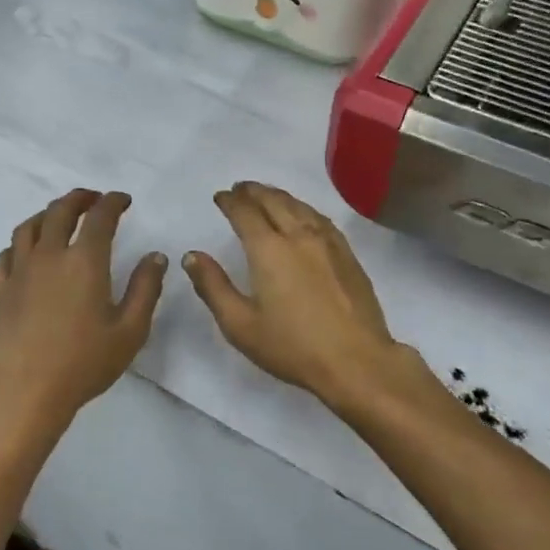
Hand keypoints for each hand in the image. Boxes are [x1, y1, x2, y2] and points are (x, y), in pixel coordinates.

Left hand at [0, 189, 167, 434]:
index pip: (99, 217)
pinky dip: (20, 243)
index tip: (123, 200)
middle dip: (79, 198)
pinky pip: (7, 253)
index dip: (113, 202)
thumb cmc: (83, 363)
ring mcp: (19, 271)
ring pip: (29, 227)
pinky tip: (26, 252)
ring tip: (59, 217)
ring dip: (47, 214)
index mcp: (84, 261)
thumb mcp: (130, 330)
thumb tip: (156, 256)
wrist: (25, 392)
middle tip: (92, 199)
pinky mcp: (0, 289)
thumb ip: (145, 289)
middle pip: (59, 211)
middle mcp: (49, 255)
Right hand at [184, 182, 403, 410]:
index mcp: (268, 250)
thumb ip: (213, 286)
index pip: (245, 212)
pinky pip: (320, 218)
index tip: (220, 196)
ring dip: (279, 195)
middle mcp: (298, 236)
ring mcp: (327, 243)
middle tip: (240, 188)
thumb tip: (192, 255)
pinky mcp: (347, 254)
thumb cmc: (293, 346)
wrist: (356, 361)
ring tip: (267, 194)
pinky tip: (303, 215)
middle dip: (253, 191)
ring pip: (299, 206)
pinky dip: (304, 208)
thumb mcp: (240, 324)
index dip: (230, 201)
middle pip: (273, 201)